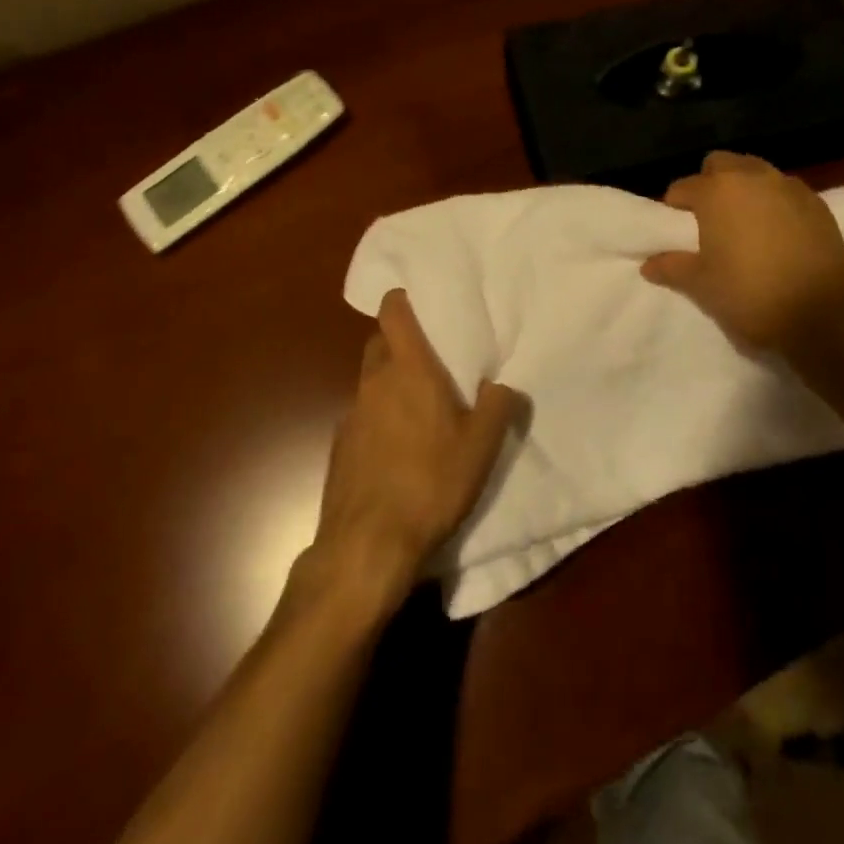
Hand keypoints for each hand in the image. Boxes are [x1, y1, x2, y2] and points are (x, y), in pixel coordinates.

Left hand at [306, 290, 520, 608]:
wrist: (367, 544)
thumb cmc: (431, 482)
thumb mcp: (481, 446)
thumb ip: (498, 406)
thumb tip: (505, 383)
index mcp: (409, 369)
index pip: (393, 311)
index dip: (402, 300)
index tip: (421, 303)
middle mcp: (374, 382)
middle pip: (379, 344)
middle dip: (399, 344)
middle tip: (430, 363)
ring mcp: (351, 414)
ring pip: (370, 382)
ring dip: (389, 386)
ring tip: (418, 413)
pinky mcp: (338, 447)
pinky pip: (361, 418)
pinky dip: (377, 421)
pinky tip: (396, 452)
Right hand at [641, 151, 843, 353]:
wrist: (822, 313)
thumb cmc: (750, 294)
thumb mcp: (702, 285)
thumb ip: (672, 268)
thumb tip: (648, 264)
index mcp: (716, 191)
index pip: (683, 187)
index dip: (674, 206)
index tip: (675, 227)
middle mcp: (751, 177)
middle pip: (721, 164)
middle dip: (710, 182)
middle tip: (708, 217)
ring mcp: (788, 186)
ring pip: (756, 172)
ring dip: (744, 188)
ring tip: (743, 222)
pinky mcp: (817, 203)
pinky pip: (785, 190)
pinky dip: (774, 202)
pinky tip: (776, 231)